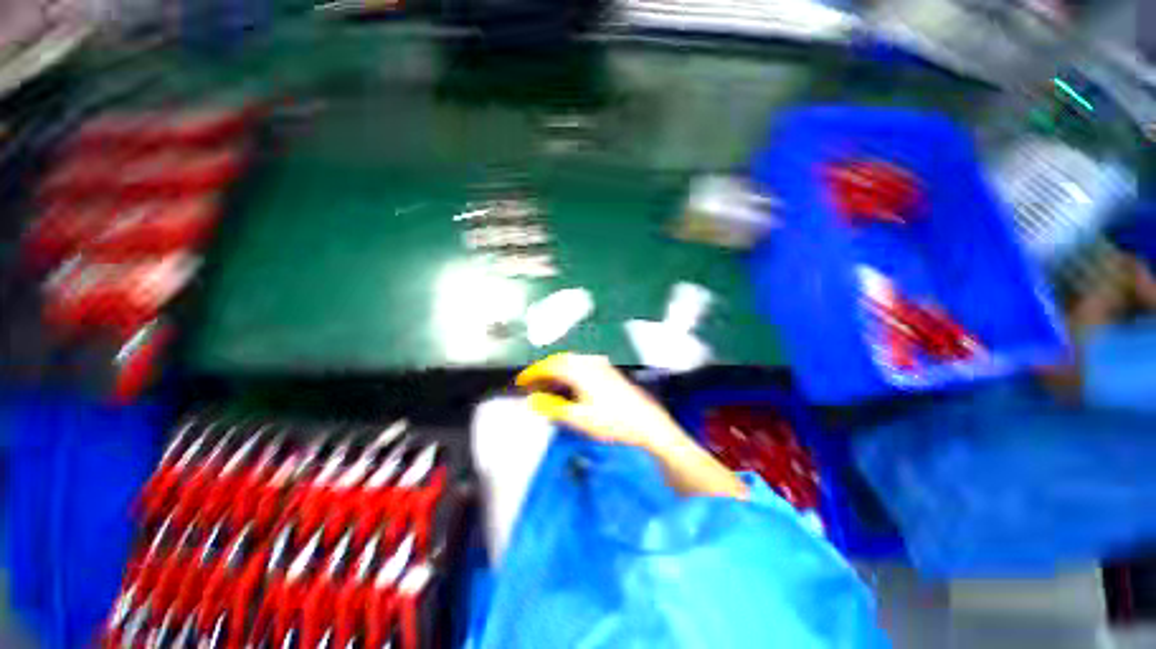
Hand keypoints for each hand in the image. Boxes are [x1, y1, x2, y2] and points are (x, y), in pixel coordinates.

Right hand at [516, 353, 685, 452]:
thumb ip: (553, 408)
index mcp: (580, 371)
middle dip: (544, 371)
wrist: (647, 421)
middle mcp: (589, 363)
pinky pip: (582, 365)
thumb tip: (533, 400)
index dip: (532, 373)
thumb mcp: (579, 419)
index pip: (549, 366)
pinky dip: (570, 372)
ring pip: (571, 362)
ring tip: (548, 386)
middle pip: (560, 360)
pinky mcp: (608, 371)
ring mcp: (600, 365)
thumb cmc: (613, 421)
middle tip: (532, 385)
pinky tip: (570, 385)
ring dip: (557, 371)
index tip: (521, 382)